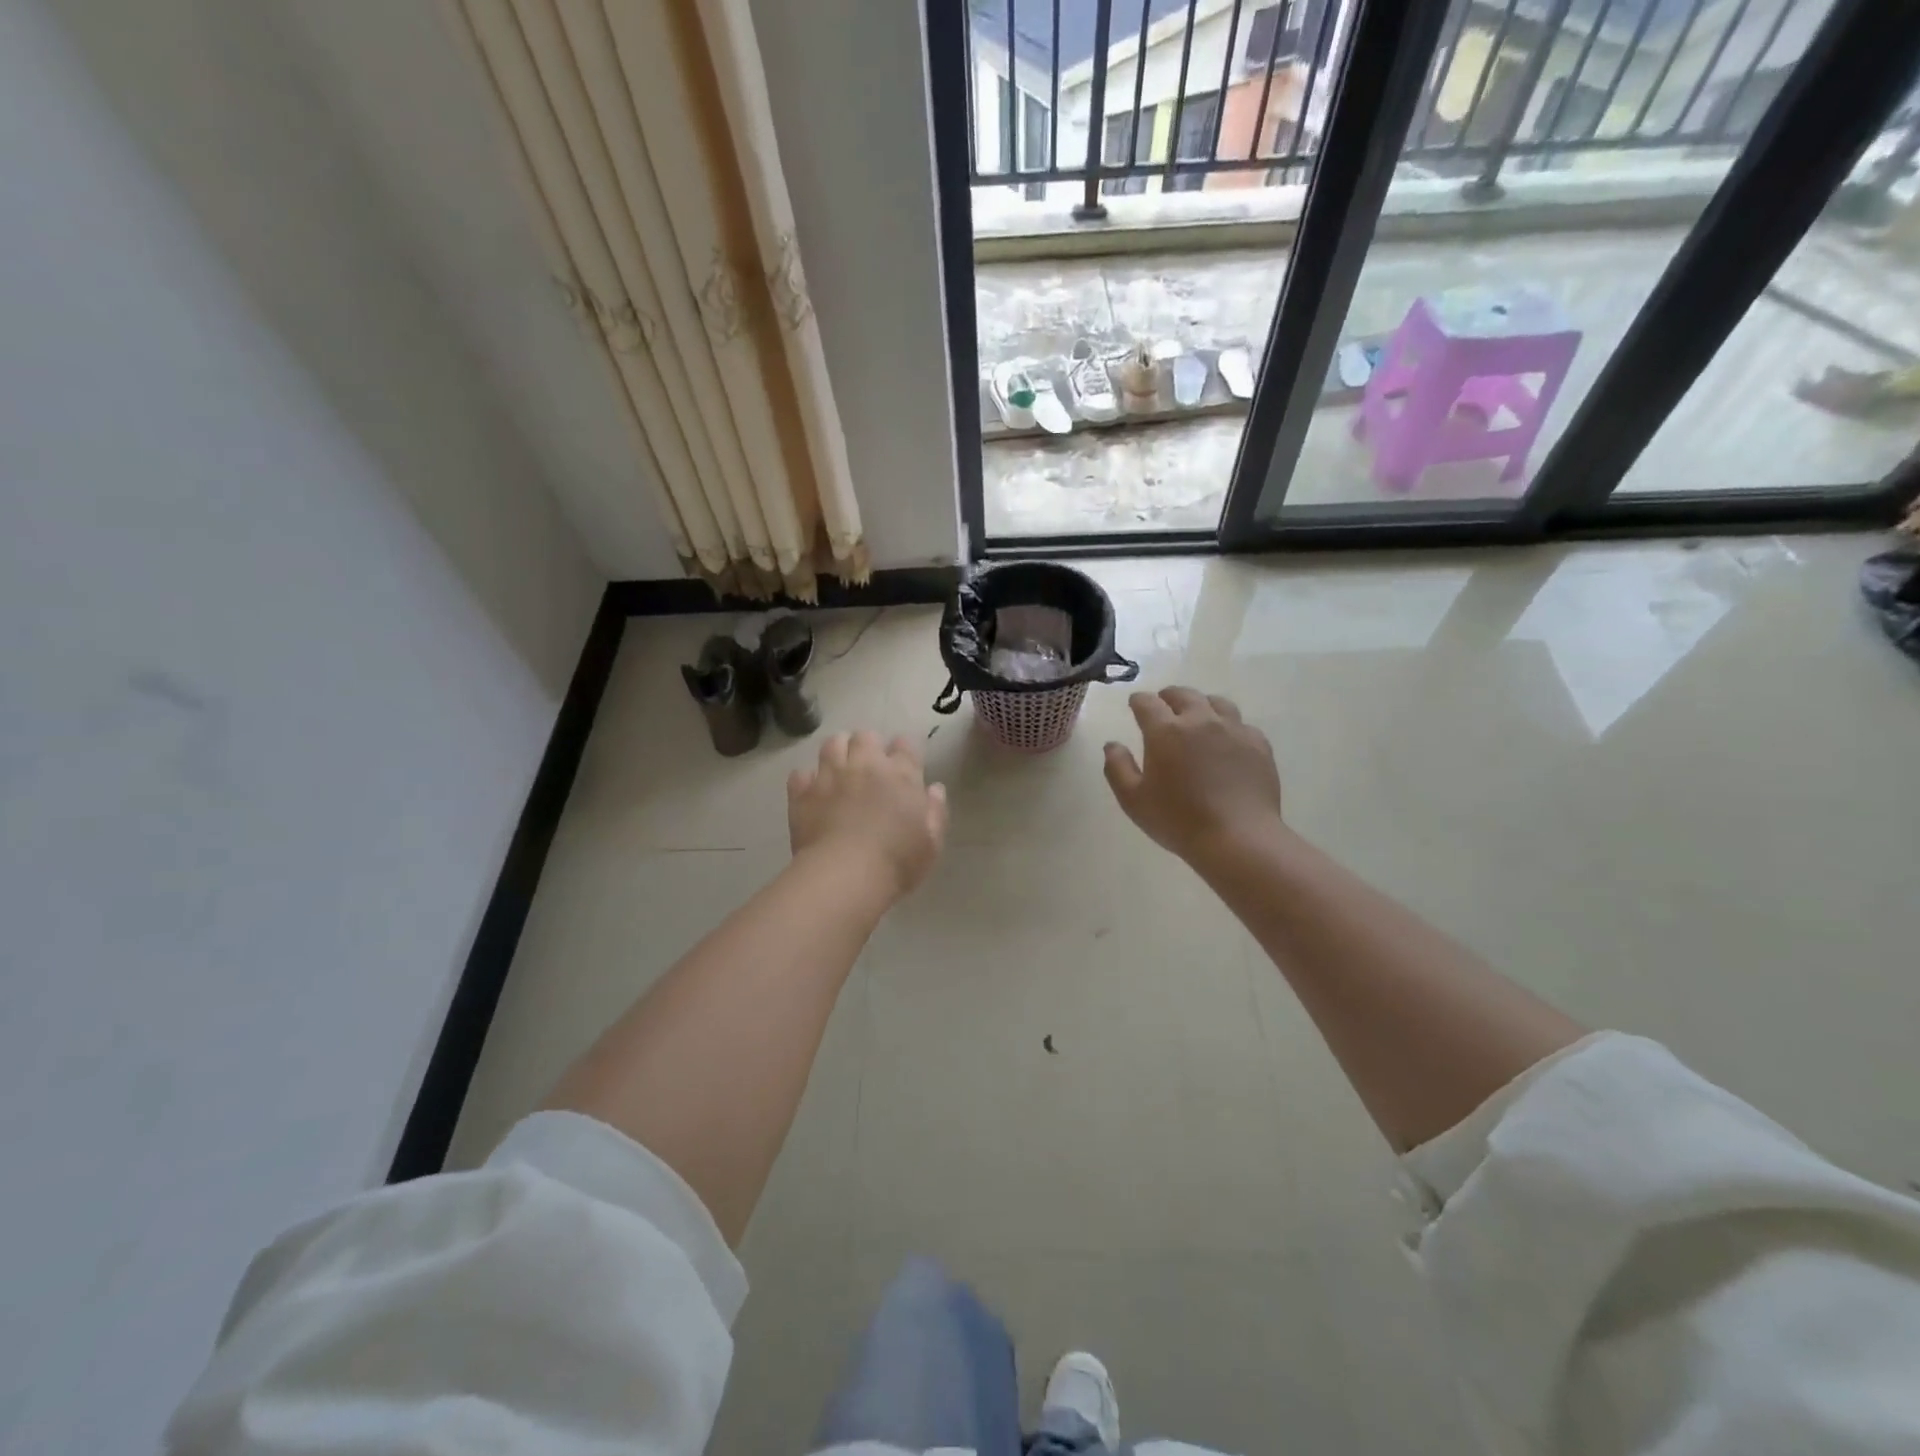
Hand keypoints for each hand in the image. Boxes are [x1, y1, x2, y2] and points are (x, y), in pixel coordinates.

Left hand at [788, 731, 947, 898]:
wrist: (846, 876)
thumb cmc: (898, 861)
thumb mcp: (931, 842)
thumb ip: (935, 810)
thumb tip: (934, 788)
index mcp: (901, 775)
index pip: (904, 745)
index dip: (903, 751)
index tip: (902, 765)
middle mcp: (865, 765)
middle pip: (865, 737)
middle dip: (868, 747)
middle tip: (869, 768)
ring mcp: (830, 776)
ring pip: (832, 744)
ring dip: (838, 752)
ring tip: (840, 770)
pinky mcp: (803, 793)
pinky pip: (801, 773)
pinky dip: (807, 780)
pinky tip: (813, 793)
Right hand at [1103, 688, 1283, 865]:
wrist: (1238, 838)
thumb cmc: (1178, 820)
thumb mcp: (1133, 800)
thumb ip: (1117, 767)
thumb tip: (1112, 745)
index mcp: (1165, 731)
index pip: (1147, 702)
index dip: (1138, 701)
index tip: (1135, 705)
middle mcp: (1200, 720)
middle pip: (1183, 694)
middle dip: (1169, 697)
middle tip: (1163, 706)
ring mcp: (1234, 729)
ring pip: (1216, 703)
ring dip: (1201, 705)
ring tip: (1197, 716)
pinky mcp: (1259, 744)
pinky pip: (1242, 724)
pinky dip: (1229, 726)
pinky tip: (1227, 741)